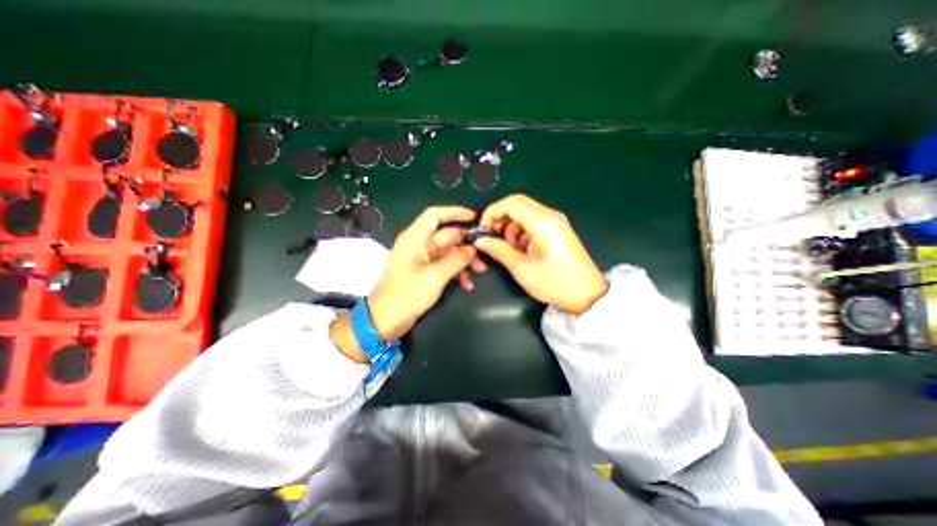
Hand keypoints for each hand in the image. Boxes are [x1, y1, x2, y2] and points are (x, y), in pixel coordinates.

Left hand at [365, 202, 487, 337]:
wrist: (386, 319)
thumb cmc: (408, 294)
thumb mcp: (436, 275)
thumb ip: (456, 259)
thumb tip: (472, 248)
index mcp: (416, 238)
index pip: (435, 215)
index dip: (454, 212)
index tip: (474, 217)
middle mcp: (419, 244)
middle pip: (447, 235)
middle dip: (466, 244)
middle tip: (484, 253)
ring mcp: (422, 259)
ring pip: (448, 251)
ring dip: (464, 260)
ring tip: (480, 271)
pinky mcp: (425, 272)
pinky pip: (444, 265)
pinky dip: (456, 272)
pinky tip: (467, 284)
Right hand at [476, 192, 607, 313]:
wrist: (588, 295)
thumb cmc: (555, 283)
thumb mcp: (522, 268)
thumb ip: (499, 250)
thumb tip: (481, 241)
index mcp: (543, 222)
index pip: (511, 203)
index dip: (492, 212)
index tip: (483, 229)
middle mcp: (550, 216)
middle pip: (518, 204)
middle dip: (500, 218)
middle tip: (492, 237)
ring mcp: (556, 222)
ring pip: (525, 213)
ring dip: (511, 226)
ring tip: (509, 248)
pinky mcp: (557, 230)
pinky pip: (533, 222)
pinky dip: (521, 231)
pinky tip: (521, 249)